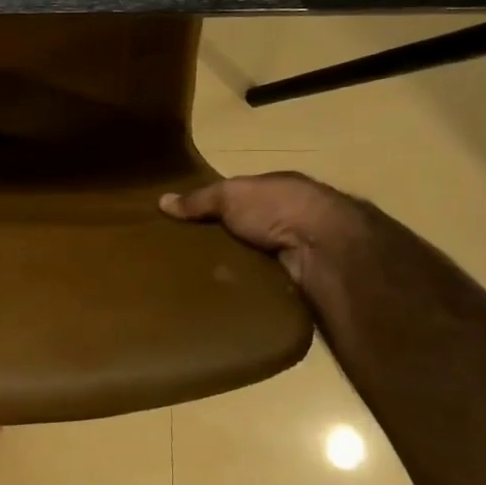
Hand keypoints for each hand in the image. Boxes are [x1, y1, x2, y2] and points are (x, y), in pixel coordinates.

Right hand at [159, 171, 360, 286]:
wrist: (324, 247)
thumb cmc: (277, 208)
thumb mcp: (229, 195)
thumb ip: (198, 200)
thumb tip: (161, 201)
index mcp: (280, 189)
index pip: (244, 197)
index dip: (219, 206)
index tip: (190, 221)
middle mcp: (293, 217)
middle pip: (251, 228)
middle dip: (226, 239)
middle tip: (189, 254)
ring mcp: (300, 249)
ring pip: (259, 257)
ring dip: (239, 266)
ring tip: (200, 278)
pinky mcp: (300, 279)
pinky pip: (267, 282)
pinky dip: (250, 287)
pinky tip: (226, 295)